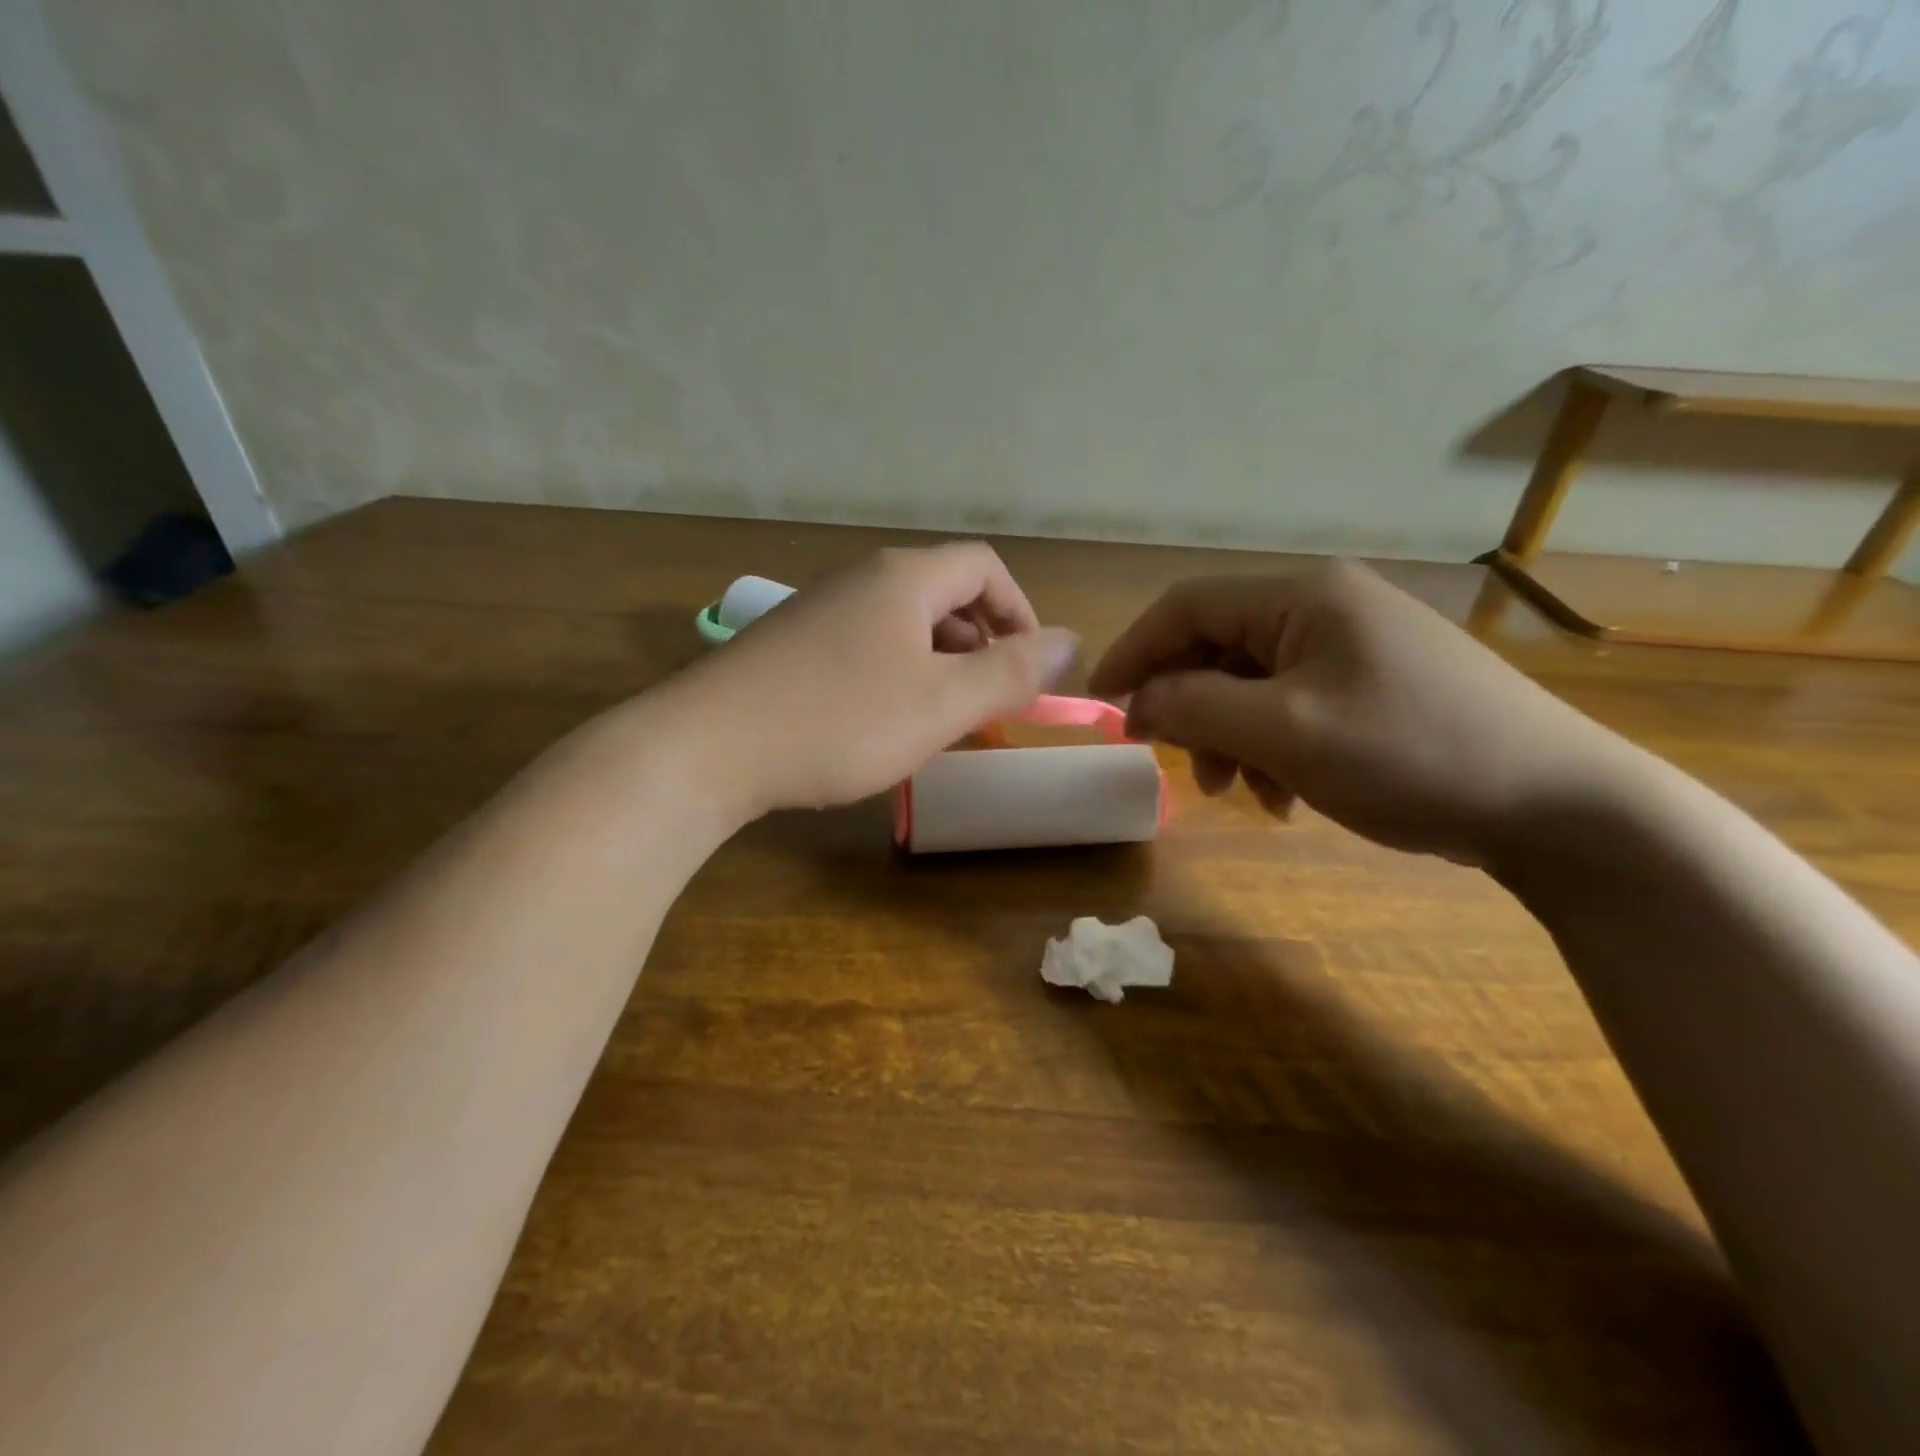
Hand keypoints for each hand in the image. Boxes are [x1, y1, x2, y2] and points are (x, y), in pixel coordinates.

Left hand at [670, 543, 1077, 818]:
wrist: (707, 748)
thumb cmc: (839, 722)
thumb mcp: (941, 703)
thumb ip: (1012, 672)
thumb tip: (1072, 641)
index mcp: (904, 578)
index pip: (985, 567)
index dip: (1019, 612)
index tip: (1026, 669)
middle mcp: (861, 579)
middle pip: (945, 593)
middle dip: (980, 644)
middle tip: (984, 703)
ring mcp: (820, 610)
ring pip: (904, 624)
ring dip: (938, 665)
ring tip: (937, 719)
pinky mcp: (791, 645)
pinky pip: (865, 646)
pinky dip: (894, 676)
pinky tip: (879, 723)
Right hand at [1087, 561, 1623, 864]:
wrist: (1560, 807)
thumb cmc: (1410, 754)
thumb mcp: (1285, 733)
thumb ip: (1195, 707)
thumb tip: (1137, 700)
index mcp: (1303, 596)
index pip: (1188, 606)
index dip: (1135, 652)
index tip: (1102, 705)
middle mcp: (1326, 607)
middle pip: (1219, 647)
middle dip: (1189, 707)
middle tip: (1177, 763)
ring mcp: (1355, 647)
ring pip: (1253, 684)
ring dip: (1229, 737)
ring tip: (1242, 792)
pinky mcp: (1376, 687)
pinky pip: (1294, 707)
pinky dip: (1272, 749)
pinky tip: (1288, 795)